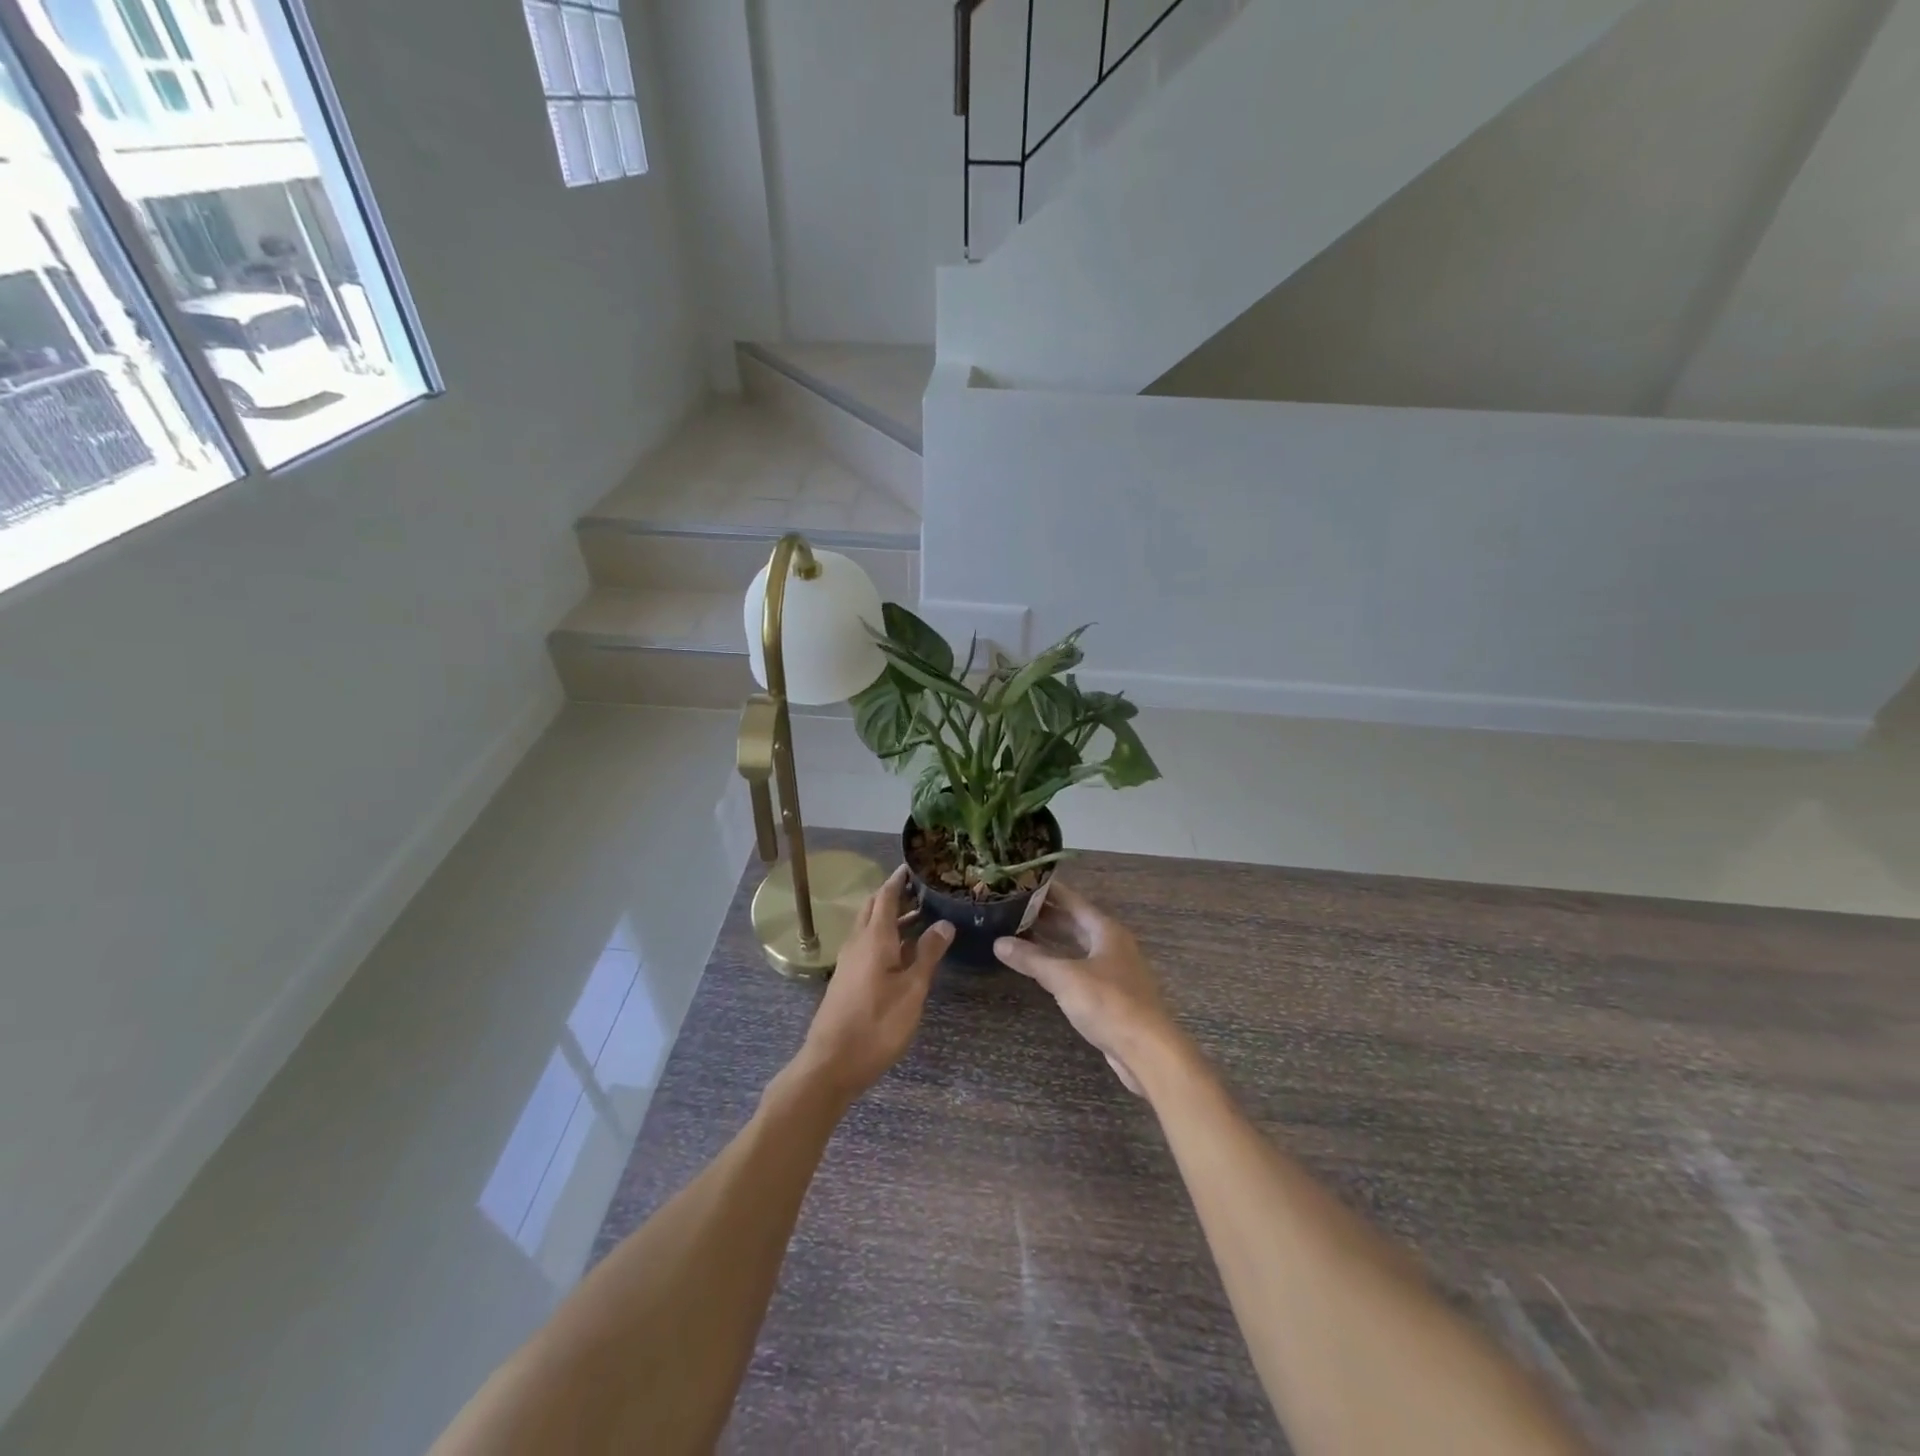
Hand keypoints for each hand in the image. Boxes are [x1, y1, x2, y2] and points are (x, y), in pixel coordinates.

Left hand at [793, 865, 952, 1101]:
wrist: (831, 1064)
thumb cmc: (877, 1025)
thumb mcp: (912, 990)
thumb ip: (928, 955)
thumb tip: (944, 923)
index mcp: (874, 938)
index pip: (886, 897)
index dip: (898, 880)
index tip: (913, 866)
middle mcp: (858, 943)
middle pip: (874, 908)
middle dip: (895, 895)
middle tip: (922, 890)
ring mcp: (849, 962)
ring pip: (870, 927)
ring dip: (892, 918)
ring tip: (922, 917)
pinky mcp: (847, 979)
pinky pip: (867, 945)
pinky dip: (885, 937)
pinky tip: (903, 952)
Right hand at [993, 884, 1181, 1095]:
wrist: (1147, 1050)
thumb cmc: (1108, 1003)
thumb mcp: (1065, 977)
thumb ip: (1032, 959)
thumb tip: (998, 942)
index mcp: (1106, 931)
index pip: (1073, 901)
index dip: (1049, 891)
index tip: (1023, 881)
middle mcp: (1112, 945)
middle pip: (1075, 923)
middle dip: (1046, 916)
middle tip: (1013, 908)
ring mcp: (1113, 971)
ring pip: (1077, 947)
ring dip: (1052, 941)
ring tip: (1020, 934)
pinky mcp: (1111, 995)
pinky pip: (1080, 969)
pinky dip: (1060, 964)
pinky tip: (1041, 969)